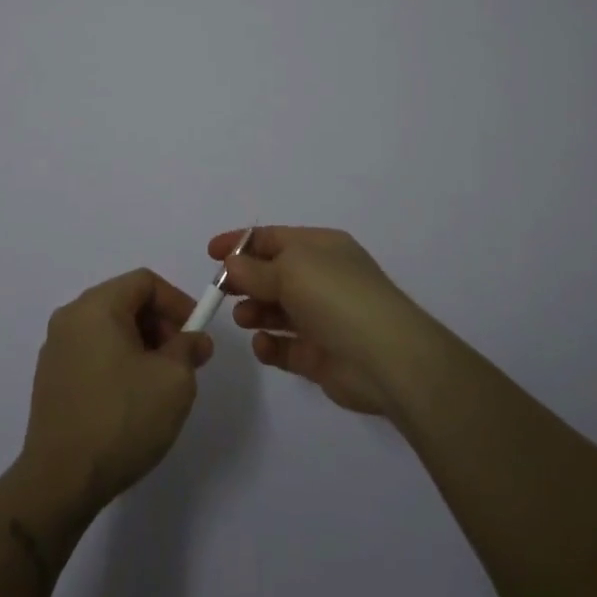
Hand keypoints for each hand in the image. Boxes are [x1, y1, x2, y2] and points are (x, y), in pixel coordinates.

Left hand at [19, 268, 213, 516]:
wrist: (60, 482)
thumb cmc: (122, 419)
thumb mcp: (173, 380)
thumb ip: (189, 348)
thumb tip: (194, 339)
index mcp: (96, 307)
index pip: (144, 282)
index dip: (177, 301)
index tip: (196, 333)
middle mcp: (70, 318)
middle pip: (125, 302)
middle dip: (160, 324)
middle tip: (183, 359)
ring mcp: (55, 349)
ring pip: (109, 329)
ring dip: (141, 345)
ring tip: (160, 383)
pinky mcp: (50, 379)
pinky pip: (92, 353)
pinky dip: (118, 362)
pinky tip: (131, 399)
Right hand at [207, 225, 430, 416]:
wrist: (386, 357)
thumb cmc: (336, 297)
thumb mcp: (290, 270)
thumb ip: (255, 269)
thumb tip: (232, 264)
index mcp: (320, 247)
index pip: (273, 238)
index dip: (241, 243)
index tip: (210, 254)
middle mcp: (322, 278)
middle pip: (273, 274)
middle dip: (246, 280)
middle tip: (222, 293)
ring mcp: (322, 318)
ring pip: (278, 310)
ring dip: (255, 311)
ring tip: (245, 318)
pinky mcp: (320, 355)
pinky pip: (286, 347)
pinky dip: (270, 345)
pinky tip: (263, 345)